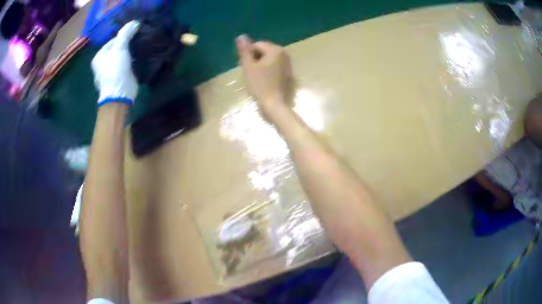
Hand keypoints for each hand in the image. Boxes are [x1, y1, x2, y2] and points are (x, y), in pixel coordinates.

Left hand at [92, 21, 139, 106]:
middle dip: (128, 43)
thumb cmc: (115, 70)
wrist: (119, 94)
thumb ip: (125, 33)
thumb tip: (135, 22)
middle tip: (139, 38)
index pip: (113, 40)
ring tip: (141, 45)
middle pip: (118, 47)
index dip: (124, 35)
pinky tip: (139, 56)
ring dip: (131, 51)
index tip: (136, 32)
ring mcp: (111, 71)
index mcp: (99, 56)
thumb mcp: (119, 48)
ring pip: (123, 55)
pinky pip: (127, 63)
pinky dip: (132, 59)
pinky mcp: (120, 77)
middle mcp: (103, 63)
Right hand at [236, 34, 293, 121]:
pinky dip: (268, 71)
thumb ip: (244, 50)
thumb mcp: (248, 66)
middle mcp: (284, 53)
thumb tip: (241, 36)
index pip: (256, 45)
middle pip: (263, 51)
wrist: (275, 105)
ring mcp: (288, 64)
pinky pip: (274, 66)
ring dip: (260, 65)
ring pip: (268, 59)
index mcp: (275, 50)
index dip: (248, 55)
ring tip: (256, 78)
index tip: (246, 68)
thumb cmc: (260, 85)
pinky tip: (264, 81)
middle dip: (255, 59)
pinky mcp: (288, 73)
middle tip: (250, 74)